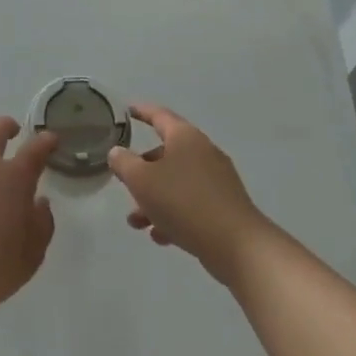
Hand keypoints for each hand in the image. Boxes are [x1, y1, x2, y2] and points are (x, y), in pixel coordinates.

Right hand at [109, 103, 270, 281]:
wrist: (237, 245)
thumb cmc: (184, 203)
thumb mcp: (142, 181)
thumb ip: (124, 163)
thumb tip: (117, 152)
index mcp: (185, 137)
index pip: (159, 115)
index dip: (141, 112)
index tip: (127, 110)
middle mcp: (203, 152)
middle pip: (166, 154)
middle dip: (142, 171)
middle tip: (125, 184)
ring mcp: (217, 180)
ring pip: (176, 182)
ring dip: (154, 199)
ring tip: (136, 222)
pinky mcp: (224, 206)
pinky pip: (191, 203)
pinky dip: (173, 214)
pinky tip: (160, 236)